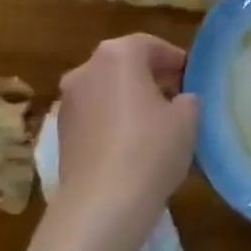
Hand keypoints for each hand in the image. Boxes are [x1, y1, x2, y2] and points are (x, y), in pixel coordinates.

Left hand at [55, 34, 198, 227]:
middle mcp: (86, 70)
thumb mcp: (187, 119)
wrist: (101, 205)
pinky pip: (94, 116)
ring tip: (155, 123)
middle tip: (176, 96)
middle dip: (149, 76)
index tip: (190, 76)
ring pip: (106, 90)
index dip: (173, 58)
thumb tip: (180, 100)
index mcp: (117, 55)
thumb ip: (187, 99)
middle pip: (123, 64)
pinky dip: (112, 121)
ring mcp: (68, 102)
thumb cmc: (150, 150)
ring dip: (128, 99)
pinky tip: (132, 144)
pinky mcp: (61, 133)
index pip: (149, 45)